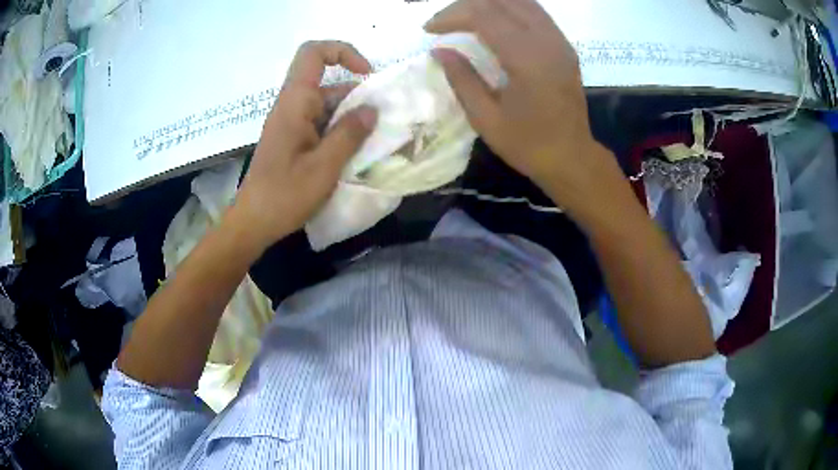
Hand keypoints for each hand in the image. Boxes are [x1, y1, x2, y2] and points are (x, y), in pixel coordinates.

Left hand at [232, 41, 377, 251]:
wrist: (253, 223)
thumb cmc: (284, 195)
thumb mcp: (324, 166)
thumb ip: (350, 134)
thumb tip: (372, 109)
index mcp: (295, 103)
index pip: (313, 54)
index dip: (342, 52)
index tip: (367, 74)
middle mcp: (292, 106)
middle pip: (328, 84)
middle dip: (357, 98)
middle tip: (381, 124)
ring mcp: (291, 124)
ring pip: (327, 107)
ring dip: (351, 120)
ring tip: (373, 143)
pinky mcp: (293, 140)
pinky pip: (321, 125)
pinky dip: (340, 133)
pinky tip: (355, 154)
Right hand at [425, 0, 622, 215]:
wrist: (572, 158)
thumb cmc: (529, 145)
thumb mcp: (486, 119)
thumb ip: (462, 80)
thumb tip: (439, 51)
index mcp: (528, 60)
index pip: (484, 15)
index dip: (452, 16)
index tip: (429, 30)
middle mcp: (548, 41)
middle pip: (502, 1)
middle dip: (466, 5)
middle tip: (444, 22)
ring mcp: (560, 41)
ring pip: (520, 1)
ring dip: (488, 4)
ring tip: (464, 18)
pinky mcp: (564, 45)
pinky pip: (534, 12)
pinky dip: (508, 9)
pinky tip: (492, 21)